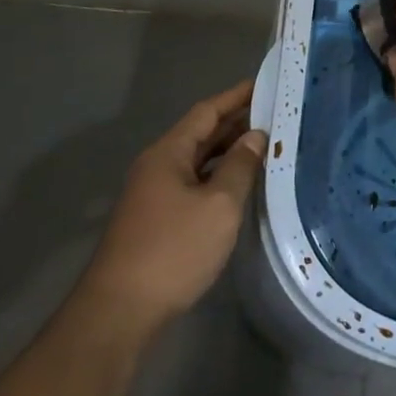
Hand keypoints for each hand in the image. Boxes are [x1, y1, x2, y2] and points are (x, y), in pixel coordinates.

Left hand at [85, 79, 265, 333]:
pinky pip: (193, 183)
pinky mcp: (157, 220)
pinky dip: (218, 176)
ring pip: (197, 160)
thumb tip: (255, 136)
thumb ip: (240, 166)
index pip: (206, 112)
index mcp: (168, 153)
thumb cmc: (173, 250)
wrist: (120, 312)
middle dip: (235, 121)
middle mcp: (157, 166)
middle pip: (200, 133)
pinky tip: (239, 184)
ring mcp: (154, 194)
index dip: (236, 96)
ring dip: (228, 150)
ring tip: (265, 143)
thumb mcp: (219, 205)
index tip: (264, 82)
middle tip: (275, 112)